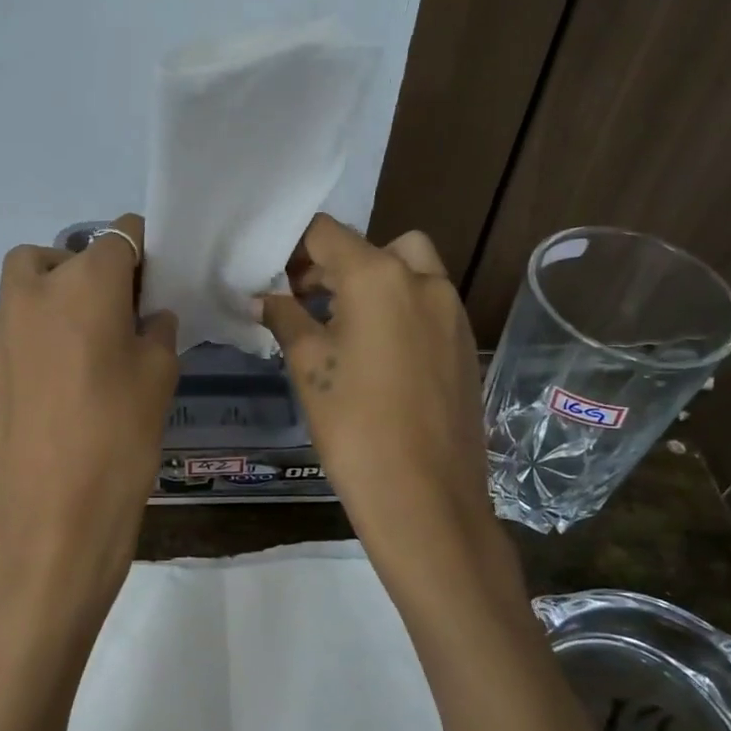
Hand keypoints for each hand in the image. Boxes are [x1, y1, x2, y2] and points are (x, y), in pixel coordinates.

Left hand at [0, 214, 178, 627]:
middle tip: (113, 311)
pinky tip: (48, 377)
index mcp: (86, 282)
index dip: (141, 250)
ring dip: (50, 296)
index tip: (152, 278)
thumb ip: (156, 331)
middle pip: (61, 254)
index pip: (120, 235)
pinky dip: (27, 332)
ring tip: (77, 343)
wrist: (53, 517)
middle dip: (87, 269)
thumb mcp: (159, 376)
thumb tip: (148, 316)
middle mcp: (34, 289)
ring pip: (24, 285)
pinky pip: (5, 327)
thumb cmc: (120, 437)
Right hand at [258, 215, 497, 590]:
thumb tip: (265, 298)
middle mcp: (423, 281)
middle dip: (334, 265)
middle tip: (303, 300)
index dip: (294, 247)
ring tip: (338, 325)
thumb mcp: (307, 365)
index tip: (273, 276)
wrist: (425, 497)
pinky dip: (398, 308)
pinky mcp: (465, 343)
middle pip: (373, 247)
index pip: (327, 233)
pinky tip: (374, 353)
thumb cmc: (354, 424)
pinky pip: (427, 304)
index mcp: (379, 276)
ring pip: (408, 271)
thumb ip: (285, 318)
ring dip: (372, 282)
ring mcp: (452, 312)